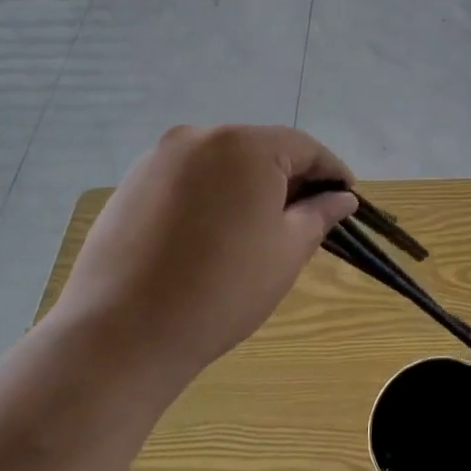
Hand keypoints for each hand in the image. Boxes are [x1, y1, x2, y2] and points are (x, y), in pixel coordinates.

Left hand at [54, 125, 357, 389]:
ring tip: (258, 229)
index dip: (331, 172)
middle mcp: (201, 136)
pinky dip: (210, 196)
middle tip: (307, 217)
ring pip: (222, 163)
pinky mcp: (131, 183)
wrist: (122, 334)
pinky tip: (212, 234)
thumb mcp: (287, 251)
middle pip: (261, 150)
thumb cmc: (223, 289)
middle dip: (289, 179)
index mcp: (246, 145)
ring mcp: (159, 158)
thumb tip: (341, 197)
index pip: (305, 148)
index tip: (348, 197)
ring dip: (247, 186)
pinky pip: (188, 178)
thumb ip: (320, 214)